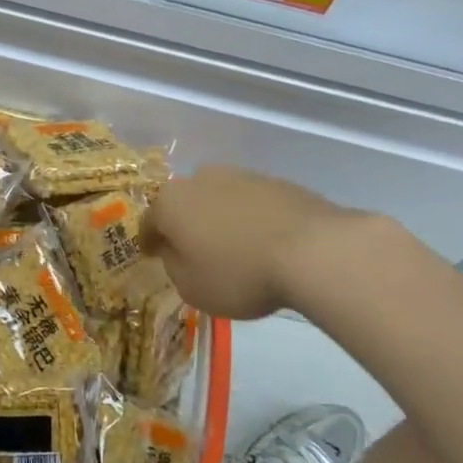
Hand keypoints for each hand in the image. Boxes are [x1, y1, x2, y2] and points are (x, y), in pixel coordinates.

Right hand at [142, 165, 345, 320]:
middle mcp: (200, 179)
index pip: (148, 222)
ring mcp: (240, 175)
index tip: (151, 255)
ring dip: (218, 218)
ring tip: (232, 247)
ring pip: (218, 199)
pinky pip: (250, 203)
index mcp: (171, 202)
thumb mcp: (192, 287)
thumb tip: (177, 251)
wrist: (313, 250)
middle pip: (184, 203)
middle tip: (192, 250)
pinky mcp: (276, 181)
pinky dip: (249, 218)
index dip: (148, 241)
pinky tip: (261, 241)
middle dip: (185, 224)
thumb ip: (174, 266)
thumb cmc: (239, 273)